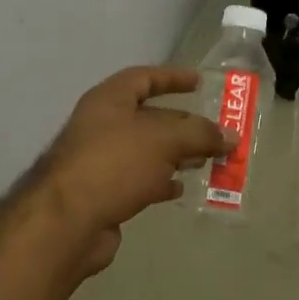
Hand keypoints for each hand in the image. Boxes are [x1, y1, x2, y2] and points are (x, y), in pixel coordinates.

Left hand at [38, 66, 228, 275]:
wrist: (68, 221)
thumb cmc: (115, 164)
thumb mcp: (164, 140)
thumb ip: (200, 134)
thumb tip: (230, 136)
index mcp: (109, 100)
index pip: (144, 77)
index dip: (172, 77)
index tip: (200, 82)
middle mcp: (102, 126)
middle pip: (149, 117)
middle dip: (184, 124)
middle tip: (216, 132)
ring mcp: (101, 161)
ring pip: (147, 151)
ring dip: (177, 154)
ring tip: (208, 161)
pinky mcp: (104, 193)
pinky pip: (140, 180)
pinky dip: (162, 181)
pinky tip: (181, 188)